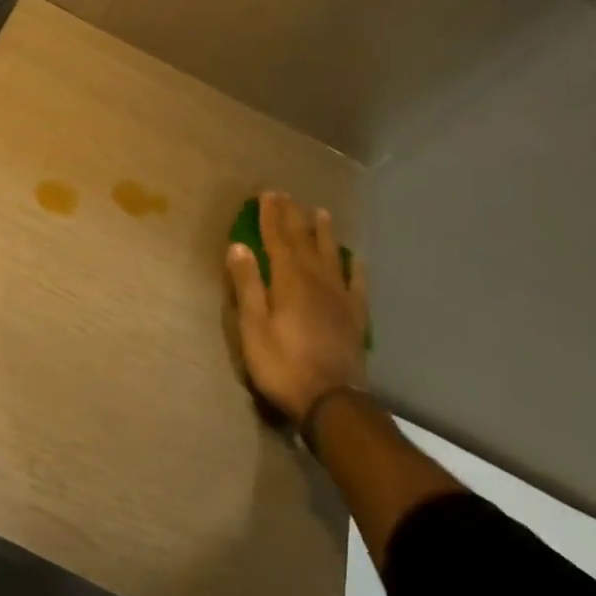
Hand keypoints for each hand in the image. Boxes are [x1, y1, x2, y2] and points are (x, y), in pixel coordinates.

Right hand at [226, 192, 367, 422]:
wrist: (332, 402)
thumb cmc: (282, 364)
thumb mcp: (253, 326)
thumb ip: (247, 284)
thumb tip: (238, 246)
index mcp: (288, 280)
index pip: (277, 239)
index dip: (271, 215)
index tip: (267, 194)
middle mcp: (316, 280)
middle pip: (303, 241)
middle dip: (292, 217)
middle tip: (286, 195)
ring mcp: (339, 297)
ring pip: (331, 255)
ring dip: (324, 233)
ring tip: (322, 213)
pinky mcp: (355, 317)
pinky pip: (357, 284)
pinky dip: (355, 268)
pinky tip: (356, 259)